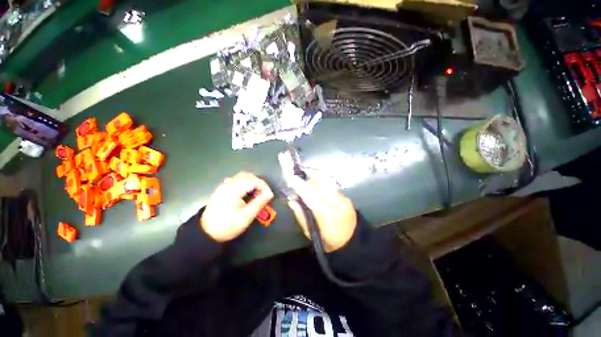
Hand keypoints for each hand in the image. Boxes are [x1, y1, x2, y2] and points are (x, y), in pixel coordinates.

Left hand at [201, 172, 273, 241]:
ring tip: (257, 194)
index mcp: (233, 190)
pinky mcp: (222, 189)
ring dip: (252, 182)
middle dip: (259, 183)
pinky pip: (237, 180)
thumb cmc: (227, 226)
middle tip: (264, 194)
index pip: (253, 180)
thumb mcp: (246, 217)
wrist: (206, 233)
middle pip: (248, 175)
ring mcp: (224, 185)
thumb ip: (259, 203)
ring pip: (242, 177)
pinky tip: (247, 193)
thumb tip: (269, 194)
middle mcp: (228, 184)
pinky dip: (245, 183)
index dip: (264, 186)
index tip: (269, 196)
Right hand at [287, 175, 356, 252]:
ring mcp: (342, 198)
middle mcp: (335, 203)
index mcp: (325, 214)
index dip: (300, 186)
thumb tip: (291, 200)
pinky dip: (322, 181)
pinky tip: (316, 181)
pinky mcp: (346, 196)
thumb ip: (300, 214)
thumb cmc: (327, 240)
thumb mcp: (310, 232)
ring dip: (314, 178)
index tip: (291, 179)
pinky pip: (331, 184)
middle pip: (318, 185)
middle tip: (297, 181)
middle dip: (306, 181)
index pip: (310, 194)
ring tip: (306, 177)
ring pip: (326, 182)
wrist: (351, 240)